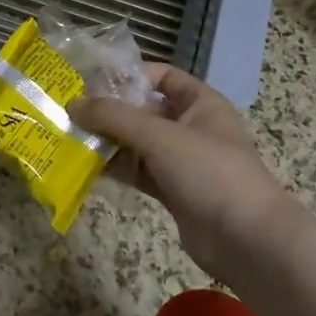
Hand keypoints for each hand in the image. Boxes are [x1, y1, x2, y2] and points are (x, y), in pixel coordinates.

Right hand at [71, 65, 296, 280]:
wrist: (246, 239)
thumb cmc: (209, 172)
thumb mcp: (160, 136)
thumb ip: (115, 118)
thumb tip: (73, 104)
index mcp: (201, 103)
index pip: (161, 76)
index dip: (129, 75)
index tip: (90, 80)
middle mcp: (192, 127)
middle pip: (145, 110)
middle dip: (110, 111)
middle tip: (69, 111)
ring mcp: (183, 161)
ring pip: (139, 143)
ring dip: (109, 141)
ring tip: (70, 137)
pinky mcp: (174, 191)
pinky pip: (140, 172)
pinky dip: (117, 168)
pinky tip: (86, 167)